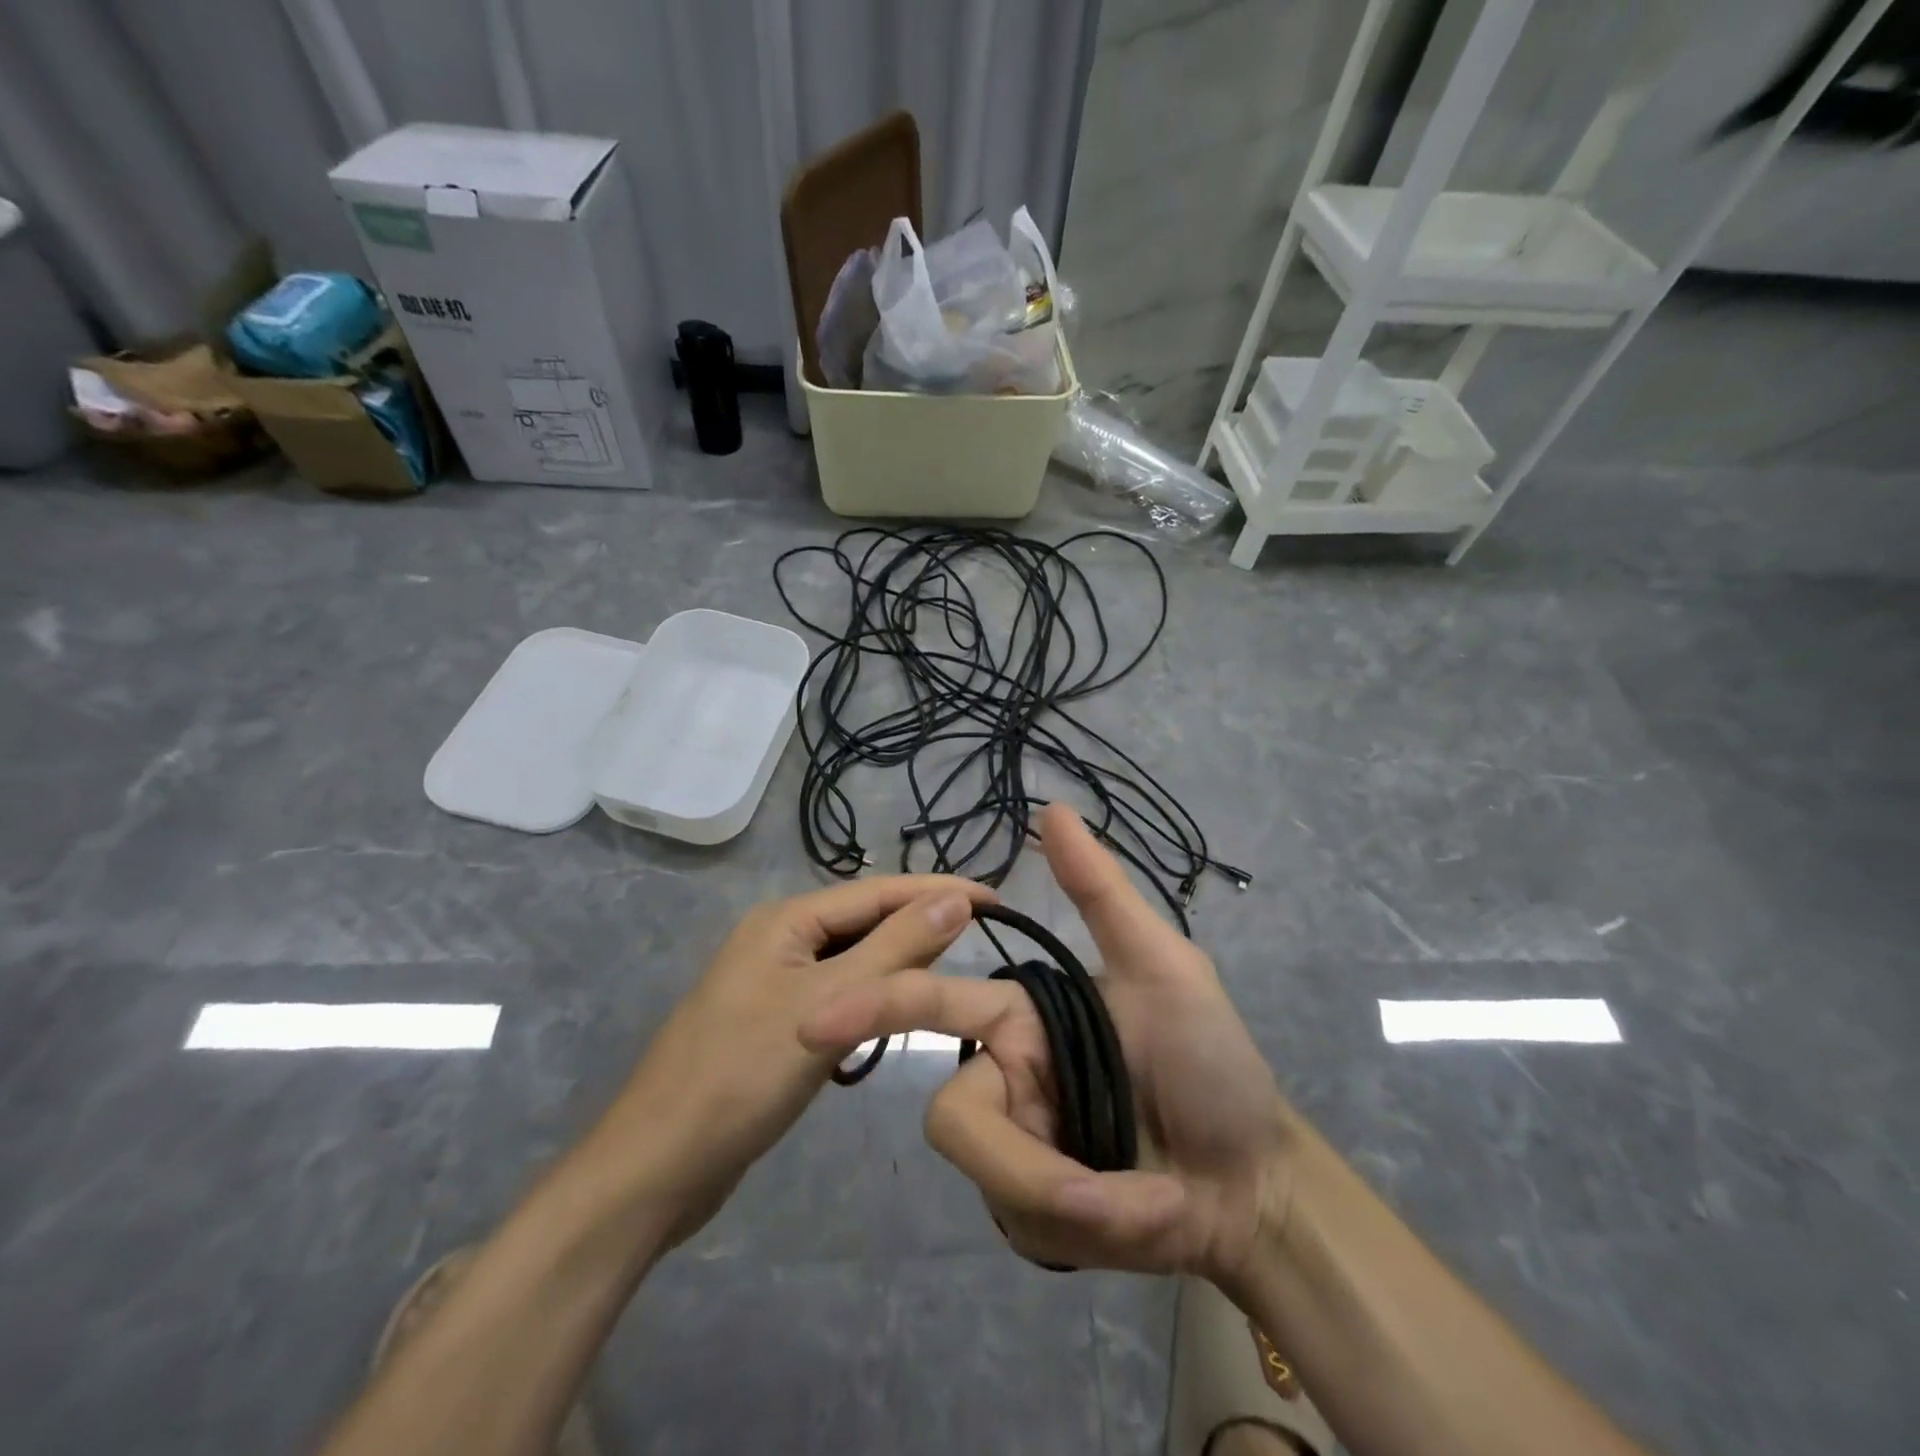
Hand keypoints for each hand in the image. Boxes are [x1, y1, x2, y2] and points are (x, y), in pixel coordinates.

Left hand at [586, 875, 993, 1249]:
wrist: (656, 1169)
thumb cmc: (741, 1077)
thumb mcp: (828, 1007)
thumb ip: (894, 950)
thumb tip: (954, 900)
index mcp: (786, 920)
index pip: (878, 892)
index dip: (938, 891)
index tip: (996, 898)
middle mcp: (780, 939)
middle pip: (865, 920)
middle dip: (920, 923)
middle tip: (984, 934)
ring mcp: (774, 982)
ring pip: (852, 959)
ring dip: (898, 961)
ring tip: (953, 966)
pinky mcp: (775, 1022)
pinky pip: (838, 993)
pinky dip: (871, 997)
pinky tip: (897, 1011)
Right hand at [800, 804, 1293, 1281]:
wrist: (1254, 1180)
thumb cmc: (1213, 1061)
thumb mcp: (1164, 968)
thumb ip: (1101, 894)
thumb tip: (1052, 809)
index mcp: (1021, 1019)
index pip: (936, 1003)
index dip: (877, 1006)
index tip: (817, 1017)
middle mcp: (1004, 1078)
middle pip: (958, 1117)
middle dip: (1031, 1163)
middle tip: (1108, 1195)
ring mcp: (1013, 1151)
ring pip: (993, 1178)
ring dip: (1080, 1201)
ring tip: (1155, 1202)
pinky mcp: (1030, 1216)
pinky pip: (1027, 1222)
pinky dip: (1099, 1228)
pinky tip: (1149, 1218)